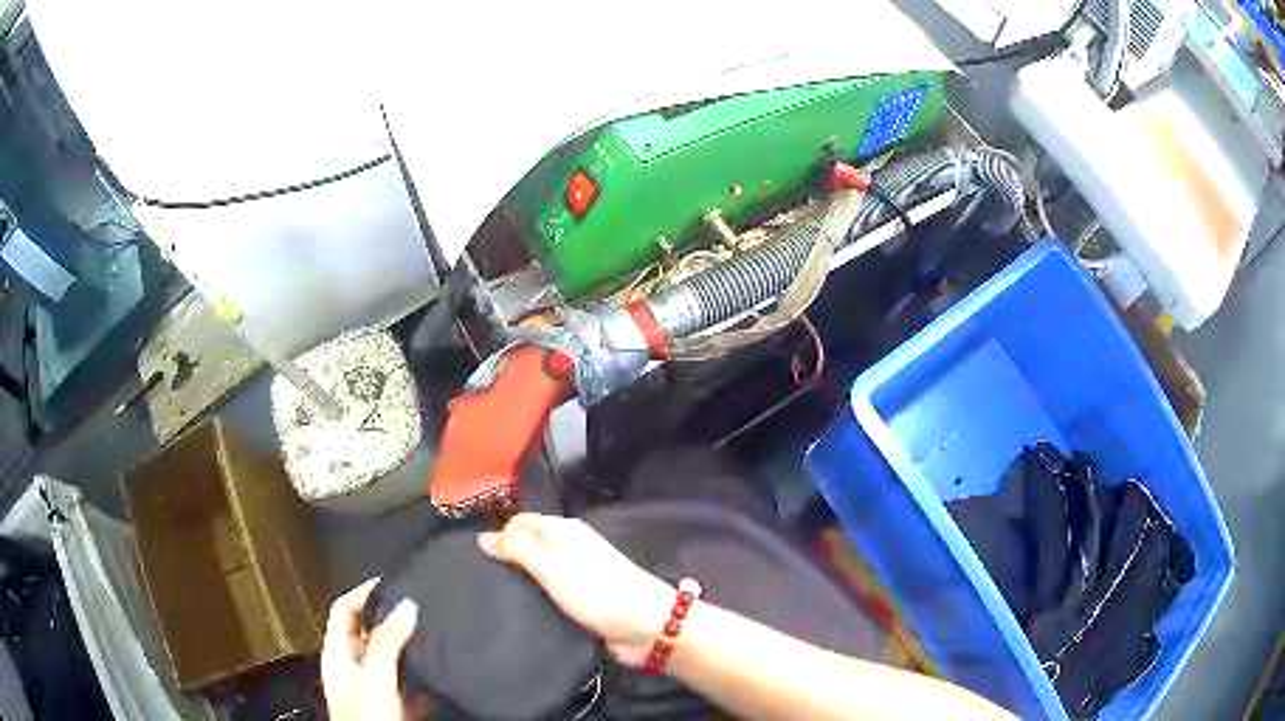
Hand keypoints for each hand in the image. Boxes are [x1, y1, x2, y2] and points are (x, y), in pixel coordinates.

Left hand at [321, 579, 432, 720]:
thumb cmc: (367, 719)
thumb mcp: (377, 678)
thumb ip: (387, 643)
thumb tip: (405, 605)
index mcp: (337, 656)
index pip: (344, 609)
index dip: (363, 591)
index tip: (391, 580)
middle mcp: (351, 670)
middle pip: (366, 633)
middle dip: (389, 620)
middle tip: (416, 607)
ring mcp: (370, 691)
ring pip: (388, 660)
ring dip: (407, 650)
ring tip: (430, 638)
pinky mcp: (389, 709)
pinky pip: (405, 686)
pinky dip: (420, 680)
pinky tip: (436, 681)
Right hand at [478, 513, 675, 666]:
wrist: (648, 628)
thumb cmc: (599, 594)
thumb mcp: (553, 567)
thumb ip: (519, 549)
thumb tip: (483, 537)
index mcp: (564, 531)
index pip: (519, 522)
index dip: (497, 536)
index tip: (473, 560)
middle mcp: (569, 548)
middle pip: (526, 546)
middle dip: (504, 561)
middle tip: (477, 583)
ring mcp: (576, 576)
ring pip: (535, 573)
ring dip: (518, 584)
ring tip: (490, 601)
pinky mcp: (581, 601)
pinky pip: (547, 596)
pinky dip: (533, 601)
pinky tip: (517, 614)